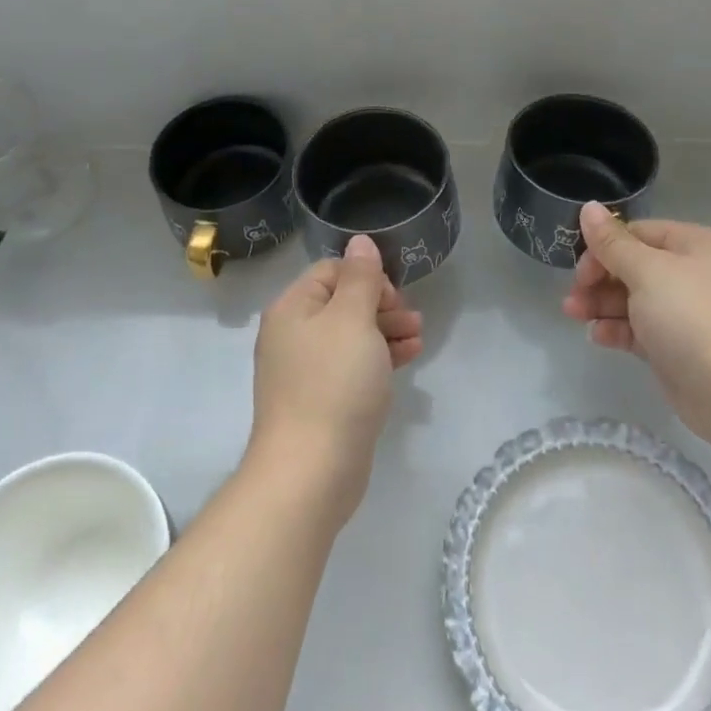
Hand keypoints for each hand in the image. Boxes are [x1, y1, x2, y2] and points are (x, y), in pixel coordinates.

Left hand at [248, 234, 422, 527]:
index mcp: (292, 308)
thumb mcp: (353, 319)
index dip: (367, 277)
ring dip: (387, 330)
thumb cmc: (334, 383)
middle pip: (342, 302)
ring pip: (352, 335)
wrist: (311, 470)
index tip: (395, 297)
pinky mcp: (321, 400)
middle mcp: (293, 334)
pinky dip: (380, 357)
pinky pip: (353, 365)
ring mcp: (305, 370)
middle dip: (382, 305)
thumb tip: (360, 240)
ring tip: (418, 338)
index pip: (332, 271)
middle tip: (412, 319)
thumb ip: (360, 277)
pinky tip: (407, 359)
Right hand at [564, 203, 710, 455]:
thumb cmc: (694, 319)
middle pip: (632, 266)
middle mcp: (690, 274)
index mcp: (691, 245)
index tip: (579, 269)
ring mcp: (685, 313)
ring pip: (632, 299)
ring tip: (574, 315)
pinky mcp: (677, 349)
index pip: (636, 233)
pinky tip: (597, 336)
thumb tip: (588, 207)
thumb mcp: (648, 272)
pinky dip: (617, 329)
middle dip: (598, 278)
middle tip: (573, 297)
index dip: (603, 247)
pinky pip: (640, 329)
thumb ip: (613, 243)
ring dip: (601, 304)